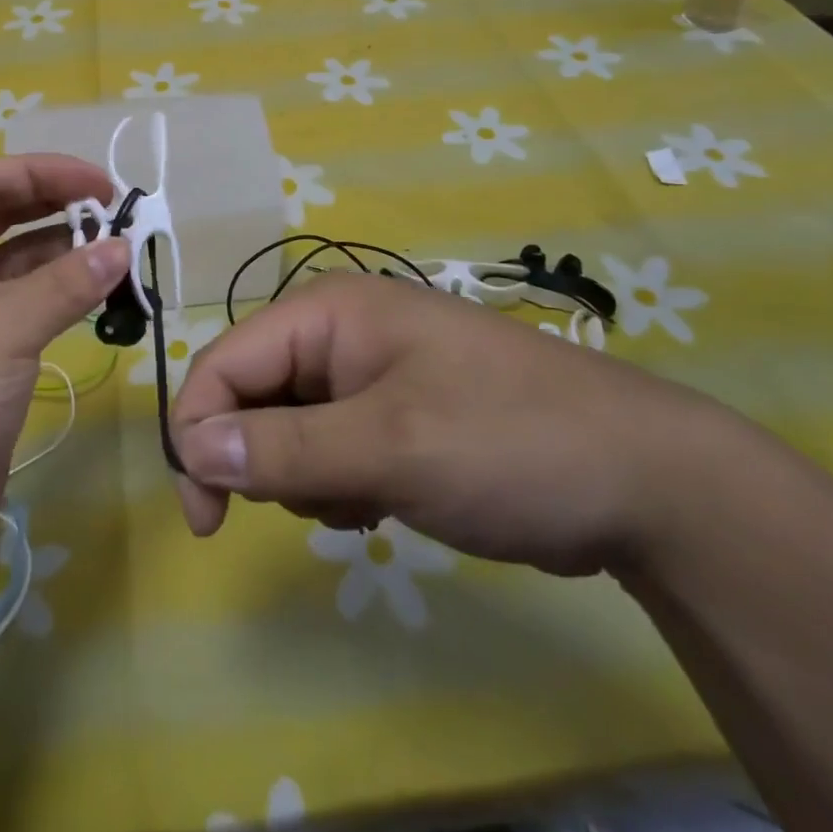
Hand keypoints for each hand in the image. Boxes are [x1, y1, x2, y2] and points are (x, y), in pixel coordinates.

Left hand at [0, 155, 128, 566]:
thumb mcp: (4, 327)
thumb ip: (68, 281)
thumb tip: (124, 247)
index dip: (48, 174)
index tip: (106, 186)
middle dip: (58, 210)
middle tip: (119, 216)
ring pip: (11, 259)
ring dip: (62, 253)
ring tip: (119, 252)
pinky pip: (15, 300)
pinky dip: (54, 292)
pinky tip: (97, 291)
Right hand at [171, 273, 733, 576]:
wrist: (642, 479)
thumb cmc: (507, 442)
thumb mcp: (389, 448)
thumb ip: (283, 449)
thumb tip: (190, 448)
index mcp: (327, 312)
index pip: (225, 361)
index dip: (198, 432)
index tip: (206, 519)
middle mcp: (338, 332)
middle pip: (251, 393)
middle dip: (262, 459)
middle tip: (312, 507)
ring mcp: (368, 372)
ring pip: (285, 427)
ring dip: (305, 477)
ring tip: (366, 499)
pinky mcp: (392, 412)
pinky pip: (326, 446)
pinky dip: (338, 483)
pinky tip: (384, 500)